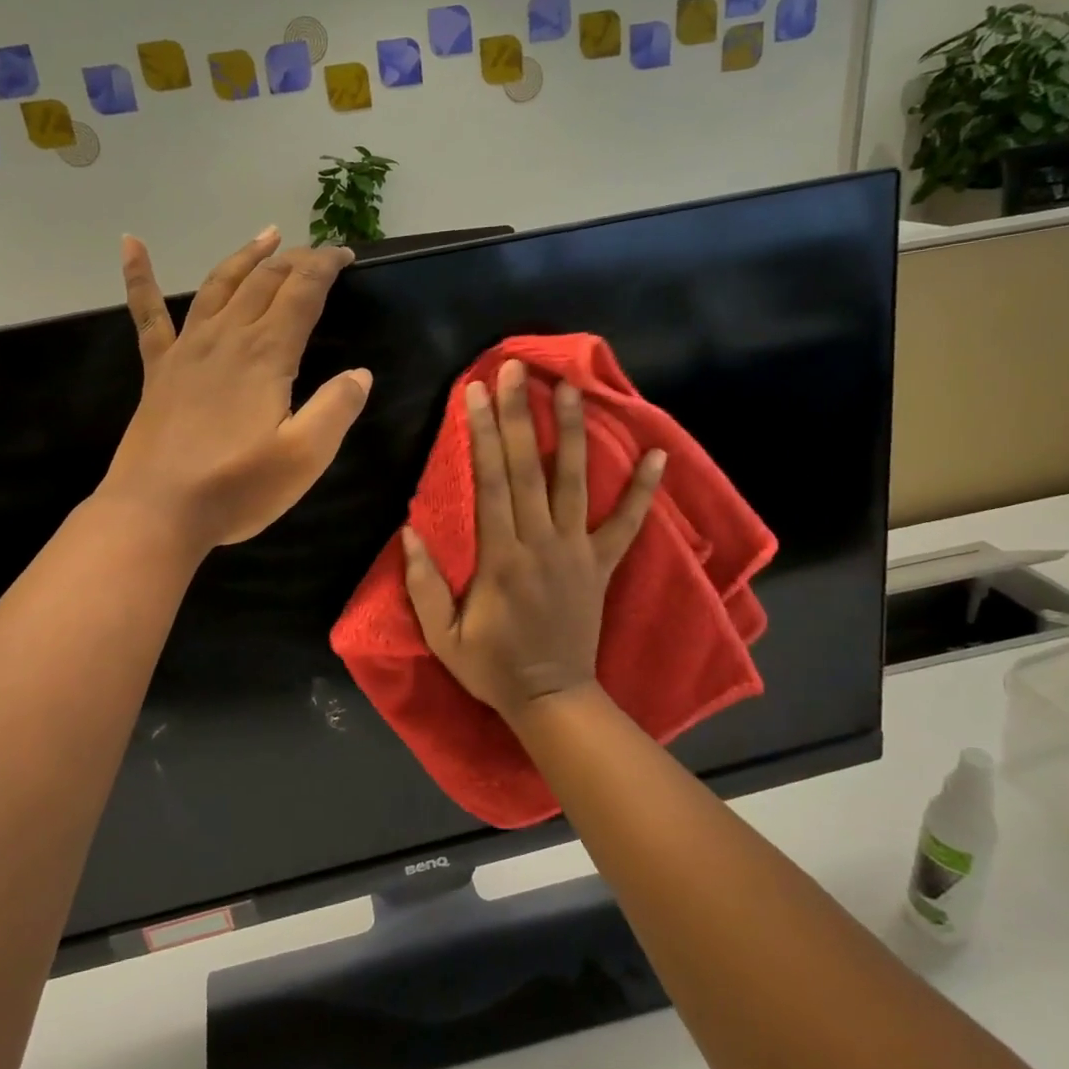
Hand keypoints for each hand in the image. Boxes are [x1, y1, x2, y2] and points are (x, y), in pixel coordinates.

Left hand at [100, 229, 371, 552]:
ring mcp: (187, 350)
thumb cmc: (236, 488)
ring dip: (245, 256)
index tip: (346, 256)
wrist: (157, 512)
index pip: (302, 292)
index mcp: (266, 355)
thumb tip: (360, 374)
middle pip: (264, 281)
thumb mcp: (305, 457)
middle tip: (318, 253)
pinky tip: (130, 243)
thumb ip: (337, 409)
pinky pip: (148, 314)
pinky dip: (139, 275)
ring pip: (218, 285)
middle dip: (295, 260)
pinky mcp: (158, 370)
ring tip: (266, 235)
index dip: (325, 267)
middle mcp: (227, 338)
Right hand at [401, 359, 663, 720]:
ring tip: (569, 388)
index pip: (490, 482)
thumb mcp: (442, 636)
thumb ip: (424, 584)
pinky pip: (628, 524)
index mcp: (500, 557)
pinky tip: (659, 453)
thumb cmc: (492, 667)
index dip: (481, 434)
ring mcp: (577, 551)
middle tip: (515, 369)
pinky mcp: (602, 565)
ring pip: (575, 482)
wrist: (553, 699)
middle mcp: (541, 543)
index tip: (475, 392)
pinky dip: (644, 490)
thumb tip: (409, 530)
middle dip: (519, 415)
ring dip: (571, 433)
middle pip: (528, 468)